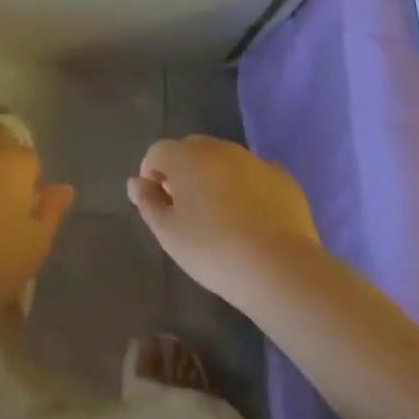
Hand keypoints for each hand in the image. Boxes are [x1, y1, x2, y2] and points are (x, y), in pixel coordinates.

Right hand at [128, 137, 322, 302]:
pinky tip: (252, 221)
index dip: (151, 173)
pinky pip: (253, 176)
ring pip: (224, 161)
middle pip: (191, 150)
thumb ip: (148, 202)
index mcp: (186, 156)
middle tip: (186, 210)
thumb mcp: (169, 234)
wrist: (282, 269)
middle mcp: (219, 148)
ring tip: (220, 217)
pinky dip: (246, 189)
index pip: (157, 151)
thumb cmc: (214, 251)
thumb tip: (136, 182)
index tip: (157, 203)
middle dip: (183, 172)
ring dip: (214, 178)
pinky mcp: (282, 178)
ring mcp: (254, 160)